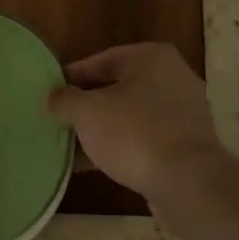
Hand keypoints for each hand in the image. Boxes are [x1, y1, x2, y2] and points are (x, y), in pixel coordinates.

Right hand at [46, 44, 224, 202]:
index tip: (51, 92)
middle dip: (88, 104)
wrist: (187, 181)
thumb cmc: (134, 133)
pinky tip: (95, 164)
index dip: (73, 76)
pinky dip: (122, 146)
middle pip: (118, 87)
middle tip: (60, 118)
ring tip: (72, 144)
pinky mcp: (187, 143)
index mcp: (152, 58)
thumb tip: (52, 97)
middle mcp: (173, 77)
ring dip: (103, 128)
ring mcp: (184, 112)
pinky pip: (145, 137)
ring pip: (131, 115)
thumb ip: (64, 100)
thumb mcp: (87, 112)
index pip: (102, 59)